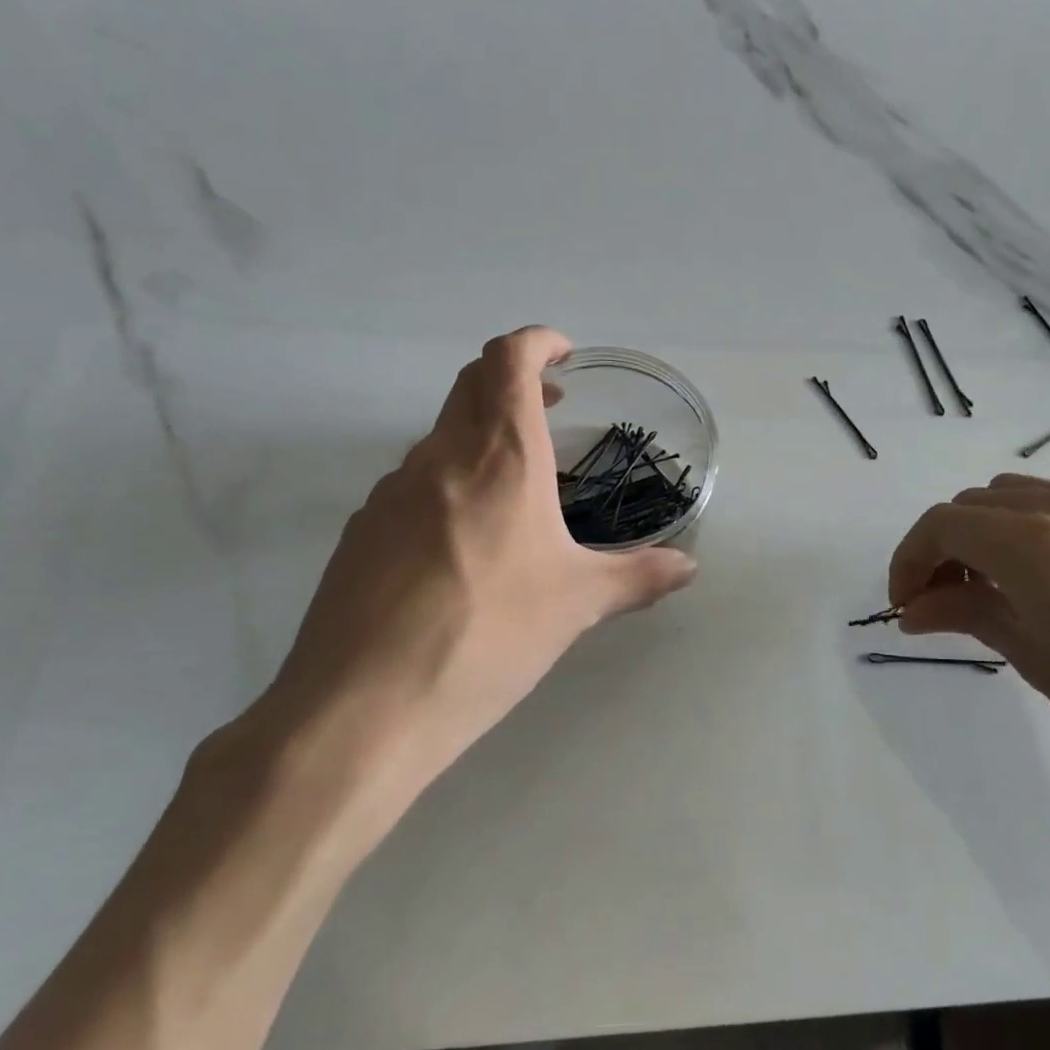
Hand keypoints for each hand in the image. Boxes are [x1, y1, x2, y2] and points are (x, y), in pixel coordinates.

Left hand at [225, 327, 695, 847]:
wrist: (366, 706)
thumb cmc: (490, 635)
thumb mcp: (577, 605)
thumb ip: (638, 577)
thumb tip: (688, 567)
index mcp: (499, 457)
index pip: (508, 360)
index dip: (536, 342)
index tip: (563, 356)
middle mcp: (439, 458)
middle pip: (470, 384)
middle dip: (512, 379)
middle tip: (552, 407)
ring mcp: (390, 492)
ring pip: (440, 436)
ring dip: (480, 435)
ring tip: (517, 484)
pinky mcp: (361, 533)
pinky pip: (413, 484)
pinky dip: (448, 481)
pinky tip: (465, 543)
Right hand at [888, 475, 1049, 817]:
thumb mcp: (1033, 658)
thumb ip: (966, 615)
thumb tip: (913, 609)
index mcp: (1037, 543)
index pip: (942, 525)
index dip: (909, 561)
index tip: (904, 606)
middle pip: (972, 505)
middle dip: (941, 549)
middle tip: (937, 604)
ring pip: (1011, 498)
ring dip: (980, 535)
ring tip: (983, 592)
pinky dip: (1022, 531)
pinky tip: (1032, 581)